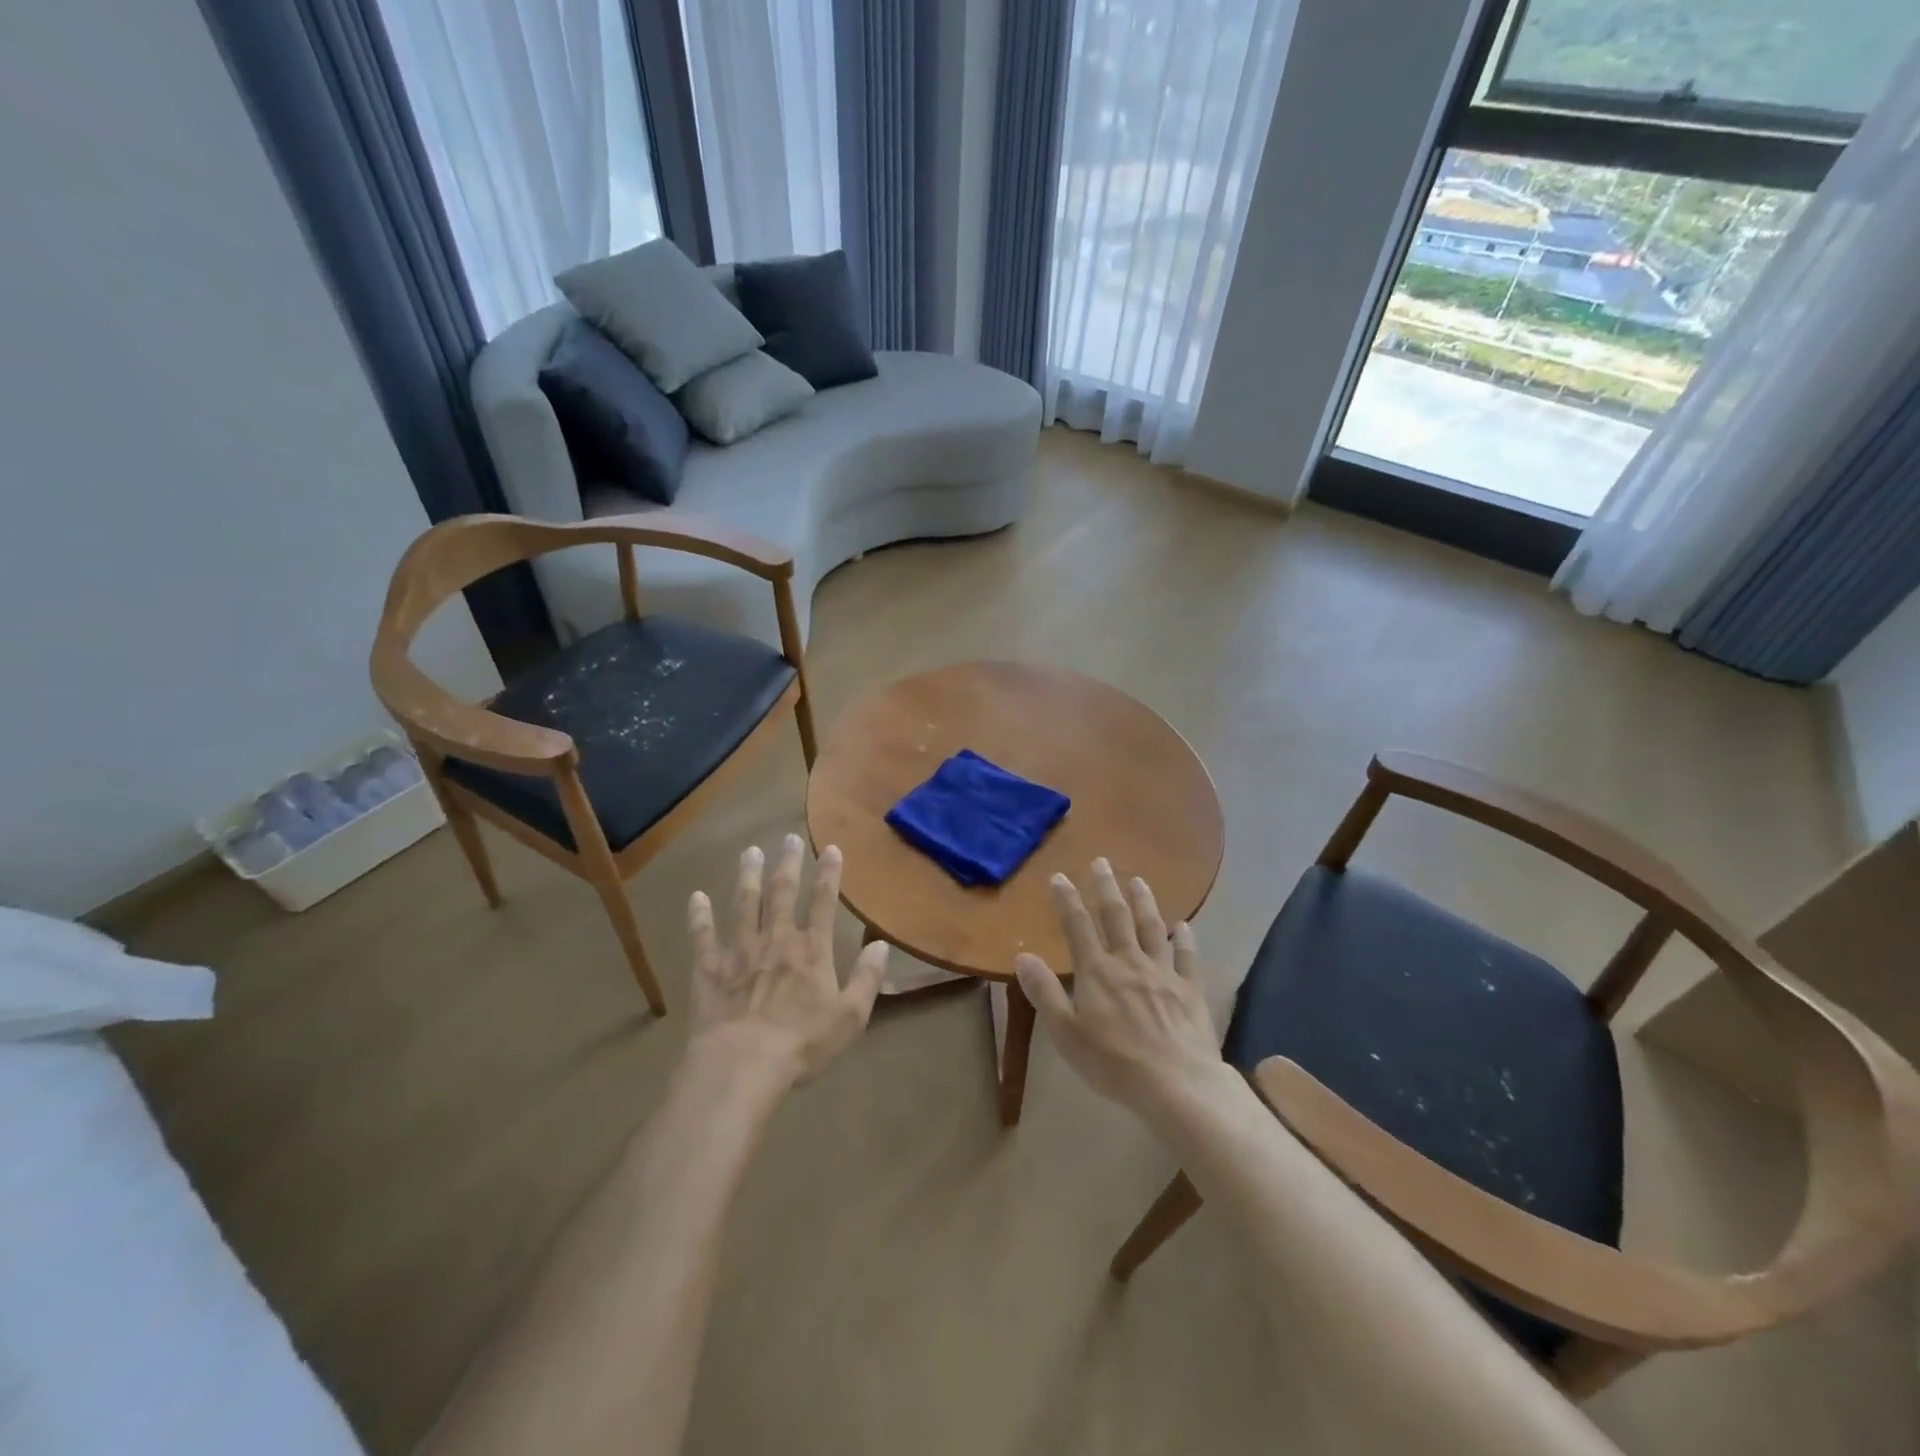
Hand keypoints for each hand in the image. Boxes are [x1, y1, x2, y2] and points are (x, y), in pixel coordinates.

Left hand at [686, 835, 890, 1089]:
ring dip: (748, 876)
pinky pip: (703, 936)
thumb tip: (882, 945)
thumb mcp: (850, 1017)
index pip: (823, 902)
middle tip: (788, 837)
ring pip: (744, 904)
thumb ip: (867, 979)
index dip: (828, 874)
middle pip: (782, 893)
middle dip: (788, 863)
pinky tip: (697, 897)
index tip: (831, 848)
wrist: (742, 1063)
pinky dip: (699, 916)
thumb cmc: (802, 1043)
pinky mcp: (710, 968)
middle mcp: (776, 940)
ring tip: (750, 853)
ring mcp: (740, 951)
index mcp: (812, 951)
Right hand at [1015, 859, 1224, 1122]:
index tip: (1060, 876)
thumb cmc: (1113, 1063)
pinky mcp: (1190, 989)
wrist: (1177, 1084)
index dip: (1067, 899)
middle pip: (1116, 916)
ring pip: (1152, 927)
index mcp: (1097, 972)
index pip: (1077, 926)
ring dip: (1144, 901)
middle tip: (1102, 861)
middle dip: (1106, 887)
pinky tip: (1183, 926)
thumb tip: (1023, 956)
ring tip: (1138, 881)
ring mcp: (1163, 973)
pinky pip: (1187, 956)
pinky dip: (1184, 938)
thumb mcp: (1066, 1033)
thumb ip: (1045, 992)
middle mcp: (1129, 961)